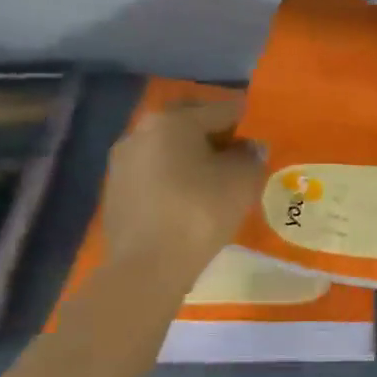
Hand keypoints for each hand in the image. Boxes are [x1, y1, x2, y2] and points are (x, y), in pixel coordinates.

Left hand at [100, 98, 264, 281]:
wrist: (146, 267)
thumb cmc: (199, 212)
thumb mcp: (242, 181)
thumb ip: (251, 157)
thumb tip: (249, 148)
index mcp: (174, 119)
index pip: (221, 109)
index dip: (246, 121)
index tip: (261, 136)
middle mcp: (142, 130)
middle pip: (189, 125)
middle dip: (215, 136)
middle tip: (239, 156)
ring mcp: (123, 162)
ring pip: (168, 150)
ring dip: (192, 158)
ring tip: (215, 180)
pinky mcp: (115, 192)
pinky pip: (154, 174)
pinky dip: (174, 179)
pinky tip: (190, 200)